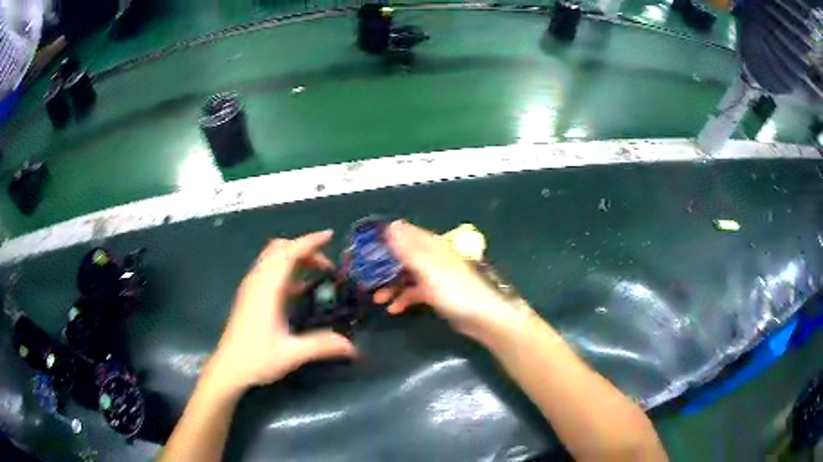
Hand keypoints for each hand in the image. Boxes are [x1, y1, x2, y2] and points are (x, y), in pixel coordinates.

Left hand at [208, 231, 356, 393]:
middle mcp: (257, 281)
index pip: (288, 253)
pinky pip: (268, 270)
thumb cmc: (256, 359)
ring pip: (272, 258)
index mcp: (267, 289)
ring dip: (294, 257)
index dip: (309, 241)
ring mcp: (251, 287)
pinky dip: (285, 269)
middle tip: (326, 265)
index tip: (329, 236)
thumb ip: (322, 346)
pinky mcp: (249, 295)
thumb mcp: (292, 354)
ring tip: (316, 272)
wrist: (228, 368)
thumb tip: (353, 347)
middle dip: (304, 249)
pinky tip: (298, 289)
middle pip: (279, 249)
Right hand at [376, 221, 526, 340]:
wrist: (483, 318)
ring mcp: (435, 277)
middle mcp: (433, 258)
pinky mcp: (438, 294)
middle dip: (384, 267)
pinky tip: (393, 309)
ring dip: (391, 285)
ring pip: (407, 276)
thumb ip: (409, 248)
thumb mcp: (428, 269)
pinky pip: (415, 293)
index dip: (385, 238)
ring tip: (375, 298)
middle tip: (364, 277)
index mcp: (432, 247)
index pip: (405, 235)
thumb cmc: (455, 291)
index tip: (364, 246)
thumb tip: (391, 224)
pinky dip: (404, 299)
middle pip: (403, 257)